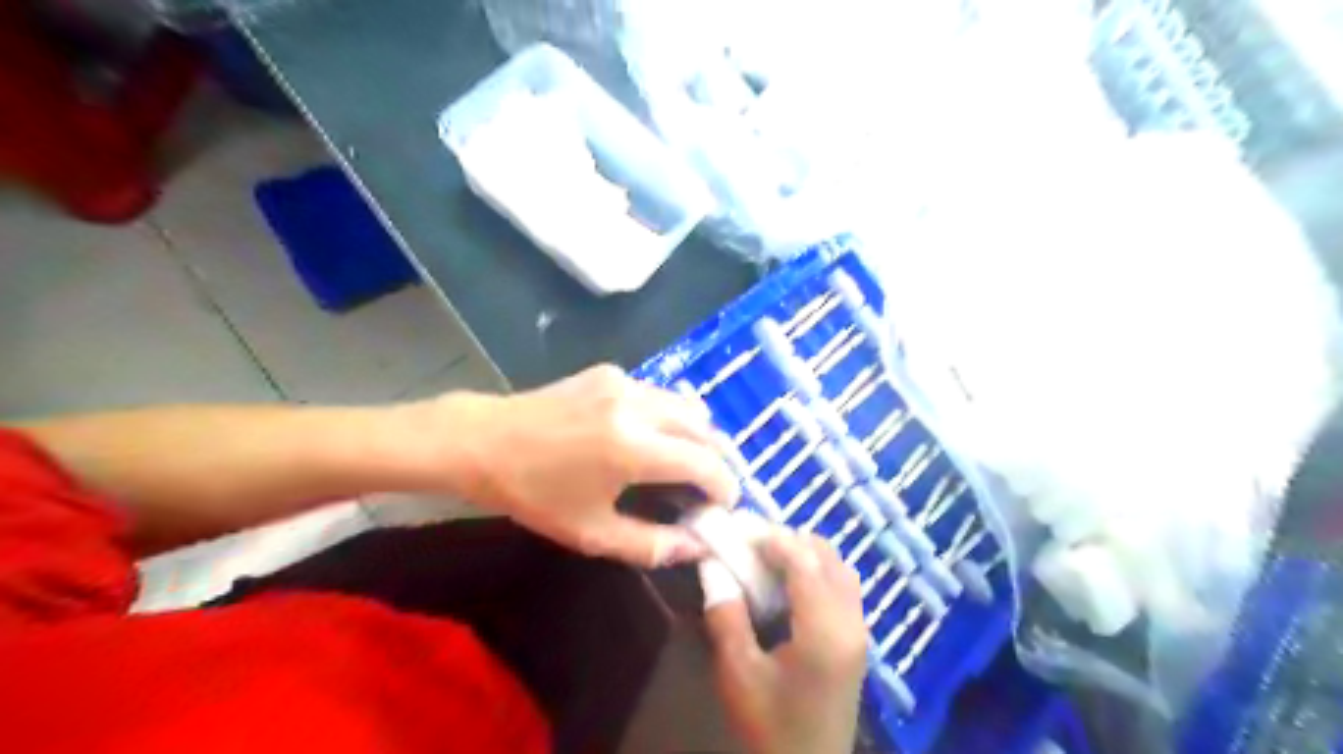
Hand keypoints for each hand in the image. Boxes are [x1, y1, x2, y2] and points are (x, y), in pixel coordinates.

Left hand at [416, 366, 737, 565]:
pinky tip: (648, 437)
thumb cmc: (533, 494)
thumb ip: (651, 544)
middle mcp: (638, 405)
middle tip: (709, 488)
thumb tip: (696, 547)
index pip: (705, 463)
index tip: (724, 506)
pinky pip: (658, 394)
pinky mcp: (610, 372)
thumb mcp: (591, 532)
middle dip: (717, 459)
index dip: (724, 486)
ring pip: (685, 405)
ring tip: (685, 463)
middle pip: (704, 428)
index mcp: (633, 448)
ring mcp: (624, 382)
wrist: (482, 441)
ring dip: (696, 434)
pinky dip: (668, 417)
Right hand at [704, 532, 872, 753]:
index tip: (740, 527)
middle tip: (751, 542)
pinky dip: (818, 571)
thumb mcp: (739, 674)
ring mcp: (859, 631)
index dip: (772, 537)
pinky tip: (789, 584)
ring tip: (768, 558)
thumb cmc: (771, 727)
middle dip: (790, 540)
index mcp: (824, 628)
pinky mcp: (857, 642)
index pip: (803, 560)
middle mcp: (851, 621)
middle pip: (828, 556)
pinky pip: (843, 587)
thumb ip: (726, 616)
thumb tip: (712, 566)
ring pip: (840, 569)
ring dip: (806, 553)